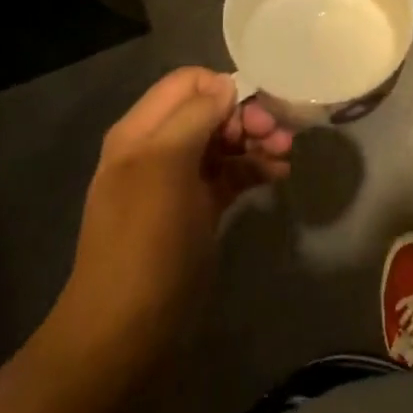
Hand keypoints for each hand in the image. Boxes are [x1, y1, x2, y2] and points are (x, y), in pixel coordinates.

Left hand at [50, 68, 293, 357]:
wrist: (126, 329)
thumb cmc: (145, 240)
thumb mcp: (165, 166)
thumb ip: (195, 117)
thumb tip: (227, 87)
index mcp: (142, 131)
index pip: (188, 82)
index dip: (224, 88)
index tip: (255, 112)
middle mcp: (159, 148)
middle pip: (211, 110)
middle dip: (248, 116)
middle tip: (279, 134)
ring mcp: (179, 180)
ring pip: (225, 141)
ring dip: (258, 141)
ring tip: (287, 155)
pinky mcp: (199, 208)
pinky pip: (231, 173)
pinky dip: (255, 168)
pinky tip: (279, 175)